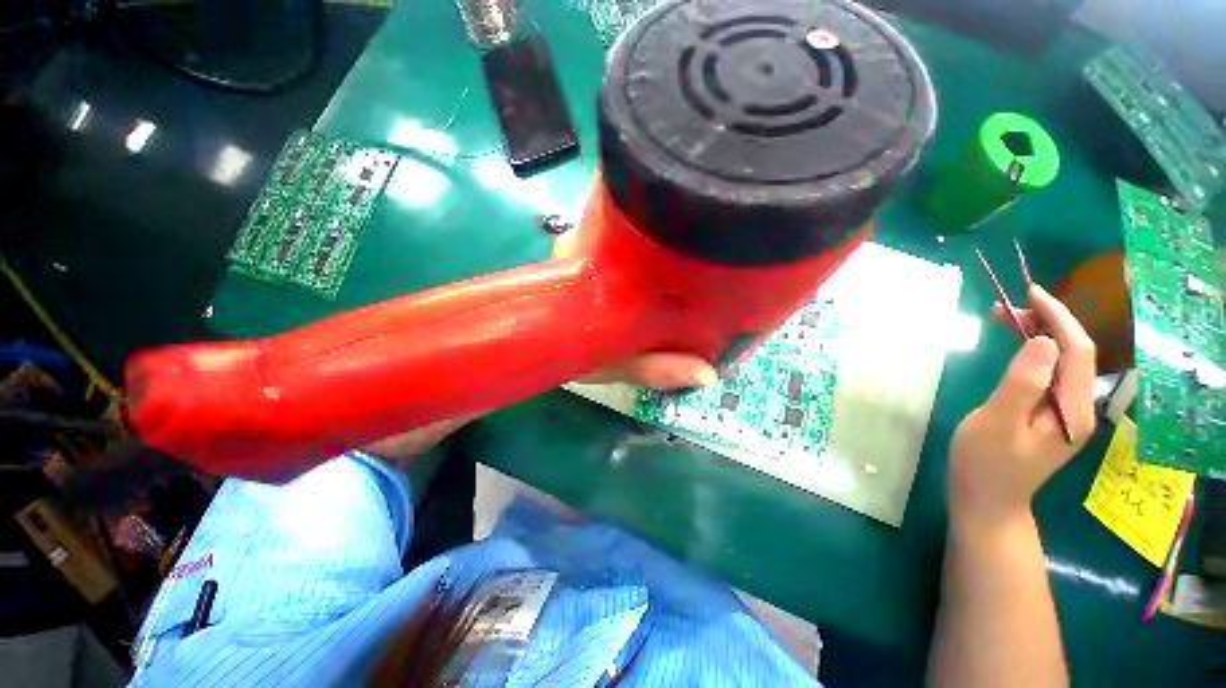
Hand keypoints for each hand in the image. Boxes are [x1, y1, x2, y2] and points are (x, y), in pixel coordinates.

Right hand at [948, 285, 1096, 529]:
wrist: (986, 500)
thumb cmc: (985, 463)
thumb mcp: (996, 423)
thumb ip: (1022, 383)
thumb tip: (1042, 342)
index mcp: (1072, 410)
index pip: (1077, 351)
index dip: (1058, 317)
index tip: (1030, 293)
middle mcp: (1078, 408)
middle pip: (1075, 353)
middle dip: (1048, 322)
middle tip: (1007, 307)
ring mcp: (1065, 413)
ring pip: (1062, 362)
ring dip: (1040, 335)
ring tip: (1006, 319)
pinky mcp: (1049, 415)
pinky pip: (1049, 374)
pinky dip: (1034, 353)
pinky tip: (1017, 349)